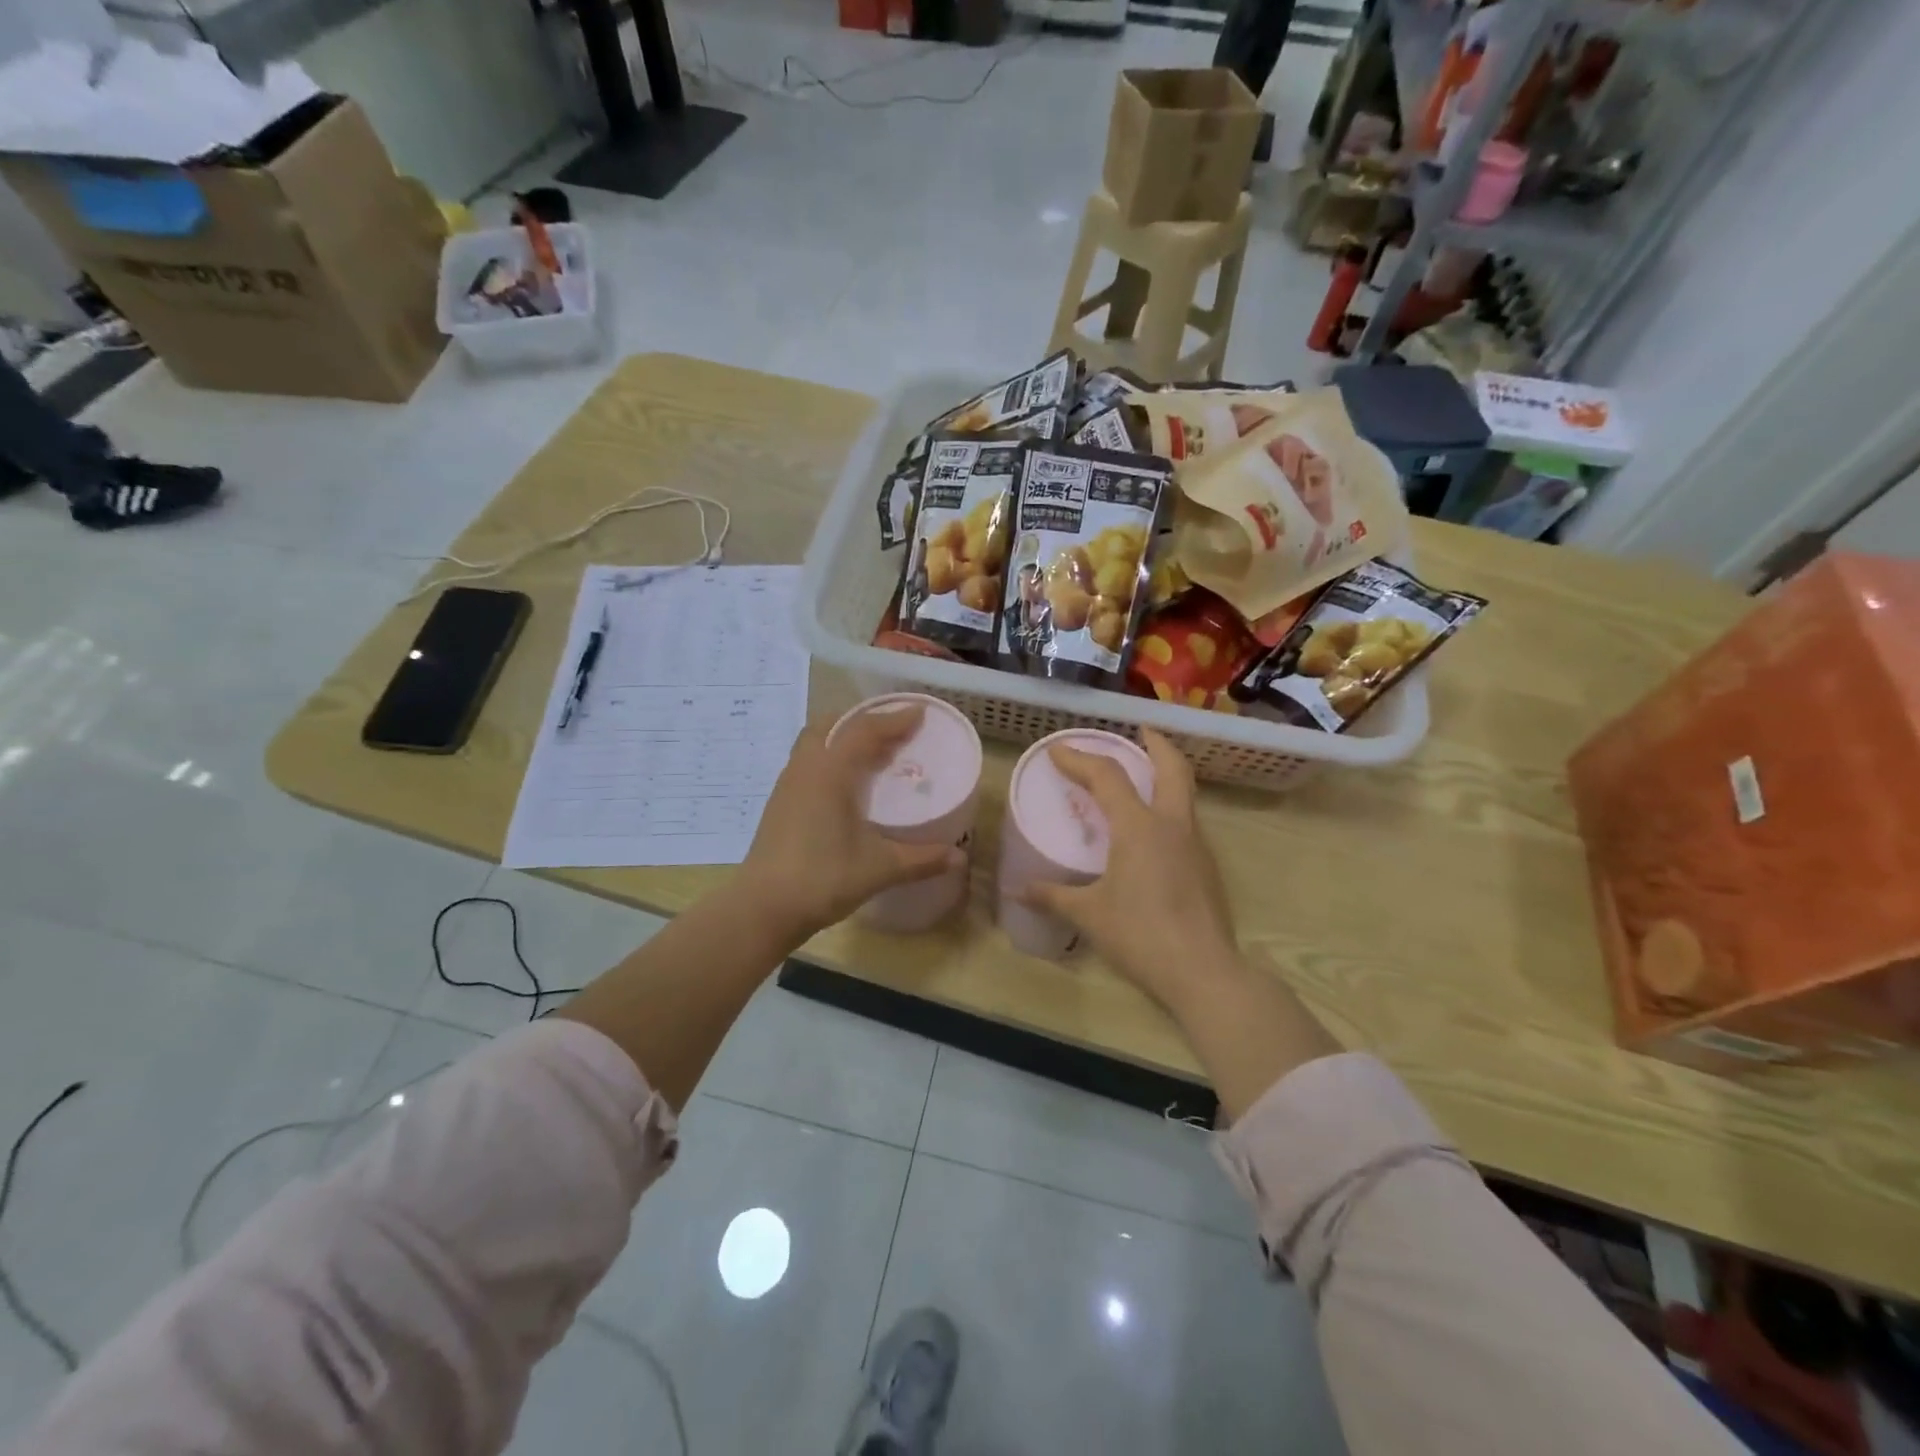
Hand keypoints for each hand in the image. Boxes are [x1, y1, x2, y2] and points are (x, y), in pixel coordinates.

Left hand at [740, 705, 961, 941]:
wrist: (763, 907)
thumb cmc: (823, 878)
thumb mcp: (879, 868)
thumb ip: (921, 859)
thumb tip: (959, 857)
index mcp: (830, 772)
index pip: (864, 730)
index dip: (893, 719)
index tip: (919, 713)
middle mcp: (806, 768)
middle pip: (833, 725)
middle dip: (864, 721)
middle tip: (893, 732)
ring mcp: (787, 785)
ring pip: (815, 743)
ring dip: (843, 739)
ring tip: (872, 755)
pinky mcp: (779, 803)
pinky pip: (807, 763)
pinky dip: (830, 759)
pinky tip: (845, 786)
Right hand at [1021, 729, 1241, 1011]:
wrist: (1203, 972)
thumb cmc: (1140, 935)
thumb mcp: (1088, 914)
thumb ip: (1052, 896)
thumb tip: (1018, 891)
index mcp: (1139, 827)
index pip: (1107, 777)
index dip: (1080, 759)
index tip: (1058, 750)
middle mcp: (1172, 825)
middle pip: (1171, 768)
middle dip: (1155, 744)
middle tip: (1139, 731)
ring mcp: (1196, 845)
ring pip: (1184, 793)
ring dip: (1166, 774)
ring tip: (1144, 775)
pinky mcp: (1206, 867)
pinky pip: (1187, 821)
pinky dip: (1171, 807)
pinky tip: (1154, 830)